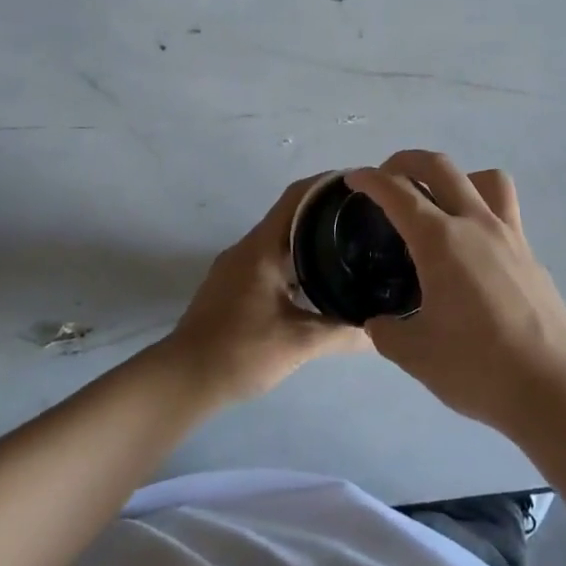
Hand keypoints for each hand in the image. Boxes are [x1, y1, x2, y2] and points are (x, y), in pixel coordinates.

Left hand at [165, 174, 369, 403]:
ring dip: (312, 239)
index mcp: (262, 248)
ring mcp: (236, 267)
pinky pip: (271, 260)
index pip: (298, 197)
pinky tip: (318, 282)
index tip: (363, 186)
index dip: (329, 184)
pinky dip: (296, 261)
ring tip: (352, 249)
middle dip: (328, 213)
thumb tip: (384, 330)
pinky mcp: (232, 287)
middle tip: (368, 221)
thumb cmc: (239, 352)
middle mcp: (248, 248)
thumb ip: (343, 333)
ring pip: (281, 240)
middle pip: (292, 215)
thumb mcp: (299, 343)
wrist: (182, 380)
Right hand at [346, 150, 565, 434]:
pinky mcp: (530, 254)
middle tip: (388, 177)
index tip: (353, 178)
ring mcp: (509, 236)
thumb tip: (379, 323)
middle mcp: (476, 224)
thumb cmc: (476, 367)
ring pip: (485, 178)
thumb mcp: (415, 354)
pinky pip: (504, 211)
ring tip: (439, 202)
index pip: (397, 193)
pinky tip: (471, 249)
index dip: (370, 180)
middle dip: (407, 161)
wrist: (551, 387)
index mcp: (440, 241)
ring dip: (456, 177)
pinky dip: (481, 210)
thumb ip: (387, 332)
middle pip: (440, 167)